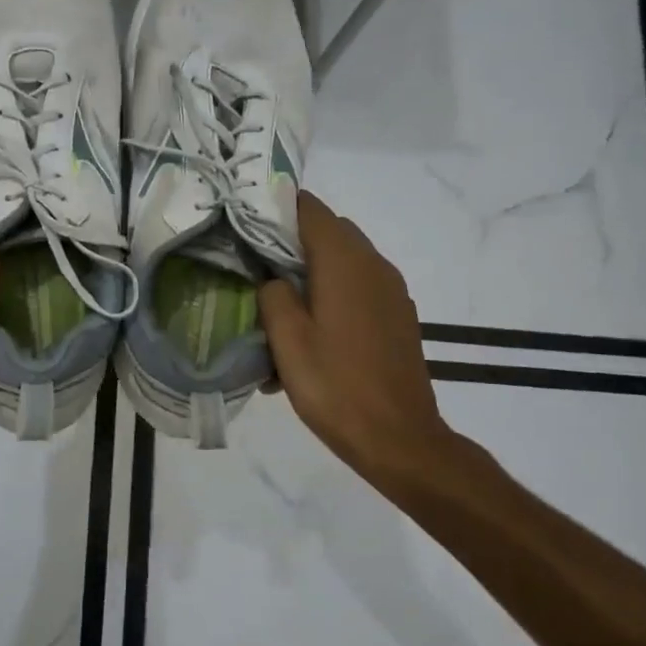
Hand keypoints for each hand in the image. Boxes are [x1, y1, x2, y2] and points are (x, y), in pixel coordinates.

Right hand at [258, 192, 464, 487]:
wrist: (399, 438)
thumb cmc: (335, 387)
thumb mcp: (287, 341)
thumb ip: (273, 295)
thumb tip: (272, 278)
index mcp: (344, 262)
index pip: (310, 209)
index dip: (276, 207)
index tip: (245, 220)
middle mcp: (374, 265)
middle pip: (329, 231)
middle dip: (291, 240)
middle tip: (255, 263)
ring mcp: (391, 291)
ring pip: (345, 260)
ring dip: (313, 269)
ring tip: (280, 302)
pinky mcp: (398, 315)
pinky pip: (360, 287)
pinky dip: (334, 292)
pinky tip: (312, 331)